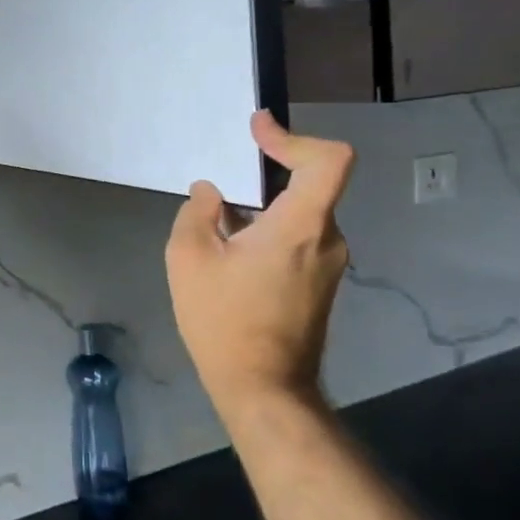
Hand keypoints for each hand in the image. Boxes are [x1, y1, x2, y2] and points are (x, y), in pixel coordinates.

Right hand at [165, 111, 355, 419]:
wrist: (263, 390)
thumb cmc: (224, 321)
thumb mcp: (190, 259)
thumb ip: (197, 213)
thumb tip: (210, 194)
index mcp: (301, 225)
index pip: (328, 159)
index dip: (294, 136)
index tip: (258, 130)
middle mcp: (327, 239)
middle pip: (310, 185)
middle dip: (267, 173)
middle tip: (226, 176)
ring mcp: (329, 265)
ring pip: (300, 215)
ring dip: (263, 207)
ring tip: (218, 223)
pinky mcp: (321, 286)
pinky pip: (299, 239)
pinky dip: (269, 231)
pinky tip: (232, 252)